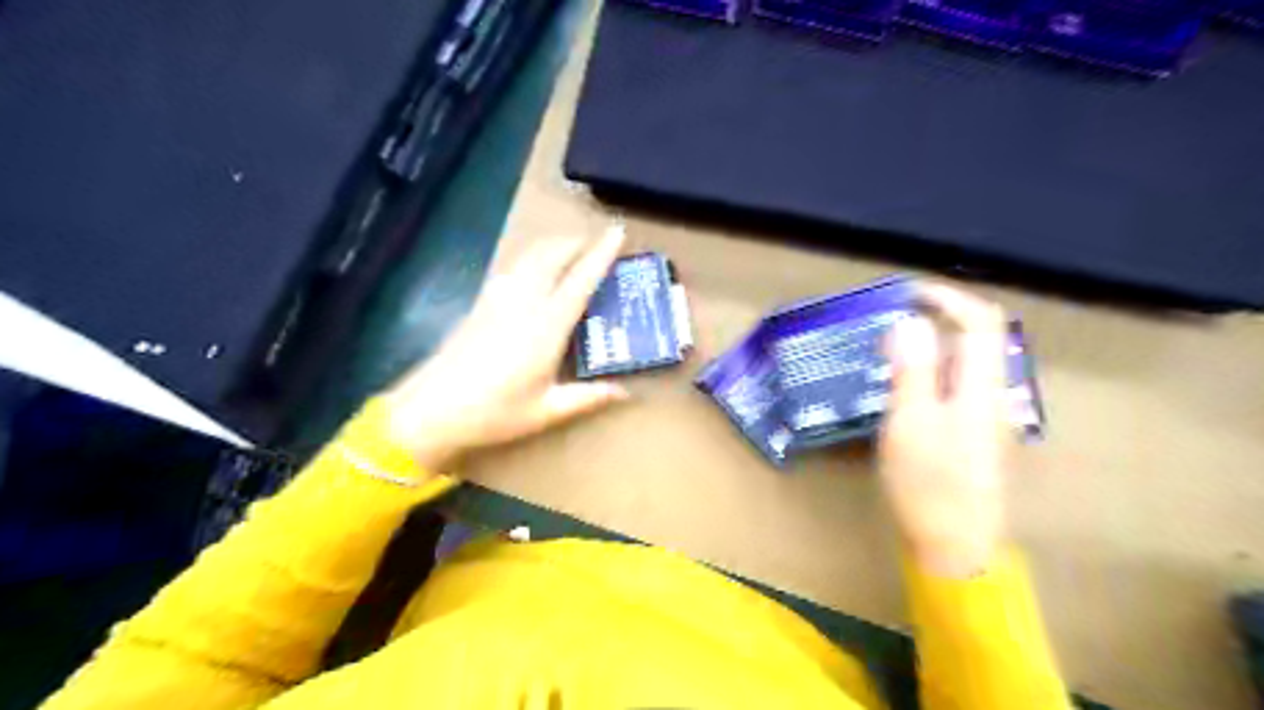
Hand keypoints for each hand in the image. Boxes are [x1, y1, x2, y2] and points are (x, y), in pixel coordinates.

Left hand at [381, 227, 625, 470]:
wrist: (430, 410)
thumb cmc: (493, 412)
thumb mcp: (546, 411)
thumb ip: (588, 397)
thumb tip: (625, 393)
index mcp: (546, 326)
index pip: (580, 280)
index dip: (601, 254)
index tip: (617, 231)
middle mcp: (523, 303)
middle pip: (551, 255)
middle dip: (575, 242)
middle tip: (596, 243)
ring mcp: (497, 299)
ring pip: (528, 256)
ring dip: (552, 246)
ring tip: (570, 250)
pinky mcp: (480, 304)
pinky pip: (512, 267)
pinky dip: (531, 258)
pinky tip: (534, 270)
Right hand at [882, 282, 1007, 575]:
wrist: (954, 545)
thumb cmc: (929, 483)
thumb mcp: (911, 422)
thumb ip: (913, 370)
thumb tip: (910, 321)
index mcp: (982, 387)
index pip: (980, 322)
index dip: (948, 298)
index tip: (907, 292)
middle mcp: (991, 394)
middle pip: (978, 338)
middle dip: (940, 316)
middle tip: (893, 316)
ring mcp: (984, 416)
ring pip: (966, 362)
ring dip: (934, 342)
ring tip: (891, 344)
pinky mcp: (971, 433)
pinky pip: (956, 384)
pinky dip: (931, 368)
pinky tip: (902, 384)